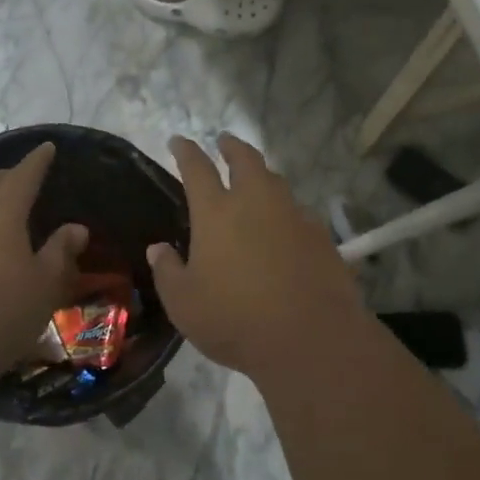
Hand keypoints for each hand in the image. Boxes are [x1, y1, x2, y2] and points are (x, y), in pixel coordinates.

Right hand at [147, 134, 367, 382]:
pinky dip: (285, 210)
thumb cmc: (235, 320)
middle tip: (224, 141)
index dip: (186, 151)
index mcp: (216, 213)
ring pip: (276, 182)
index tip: (178, 141)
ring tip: (254, 181)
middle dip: (232, 146)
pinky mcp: (321, 237)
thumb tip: (158, 249)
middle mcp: (257, 203)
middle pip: (245, 160)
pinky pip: (298, 212)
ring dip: (261, 175)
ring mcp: (294, 216)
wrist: (311, 338)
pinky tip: (283, 226)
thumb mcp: (184, 304)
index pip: (197, 169)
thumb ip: (168, 272)